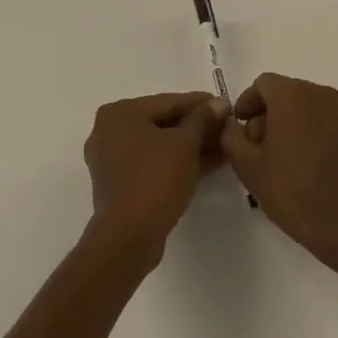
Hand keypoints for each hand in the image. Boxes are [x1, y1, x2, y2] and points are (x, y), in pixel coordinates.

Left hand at [83, 92, 228, 260]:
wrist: (129, 236)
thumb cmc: (156, 178)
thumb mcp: (186, 144)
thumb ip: (203, 119)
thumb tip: (219, 103)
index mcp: (120, 113)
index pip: (169, 102)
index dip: (202, 104)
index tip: (227, 106)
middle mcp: (110, 131)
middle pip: (163, 123)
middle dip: (198, 128)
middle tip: (227, 129)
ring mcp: (112, 159)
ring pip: (159, 145)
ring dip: (191, 146)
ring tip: (224, 148)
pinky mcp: (119, 184)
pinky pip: (153, 164)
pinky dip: (177, 162)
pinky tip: (207, 164)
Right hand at [219, 73, 337, 266]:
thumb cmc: (291, 190)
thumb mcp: (246, 164)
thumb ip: (230, 135)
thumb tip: (231, 123)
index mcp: (293, 94)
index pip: (262, 84)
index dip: (246, 103)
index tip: (238, 129)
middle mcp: (318, 94)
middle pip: (282, 93)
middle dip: (264, 115)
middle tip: (253, 148)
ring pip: (301, 106)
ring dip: (283, 123)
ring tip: (274, 159)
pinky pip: (318, 119)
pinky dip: (303, 131)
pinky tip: (297, 163)